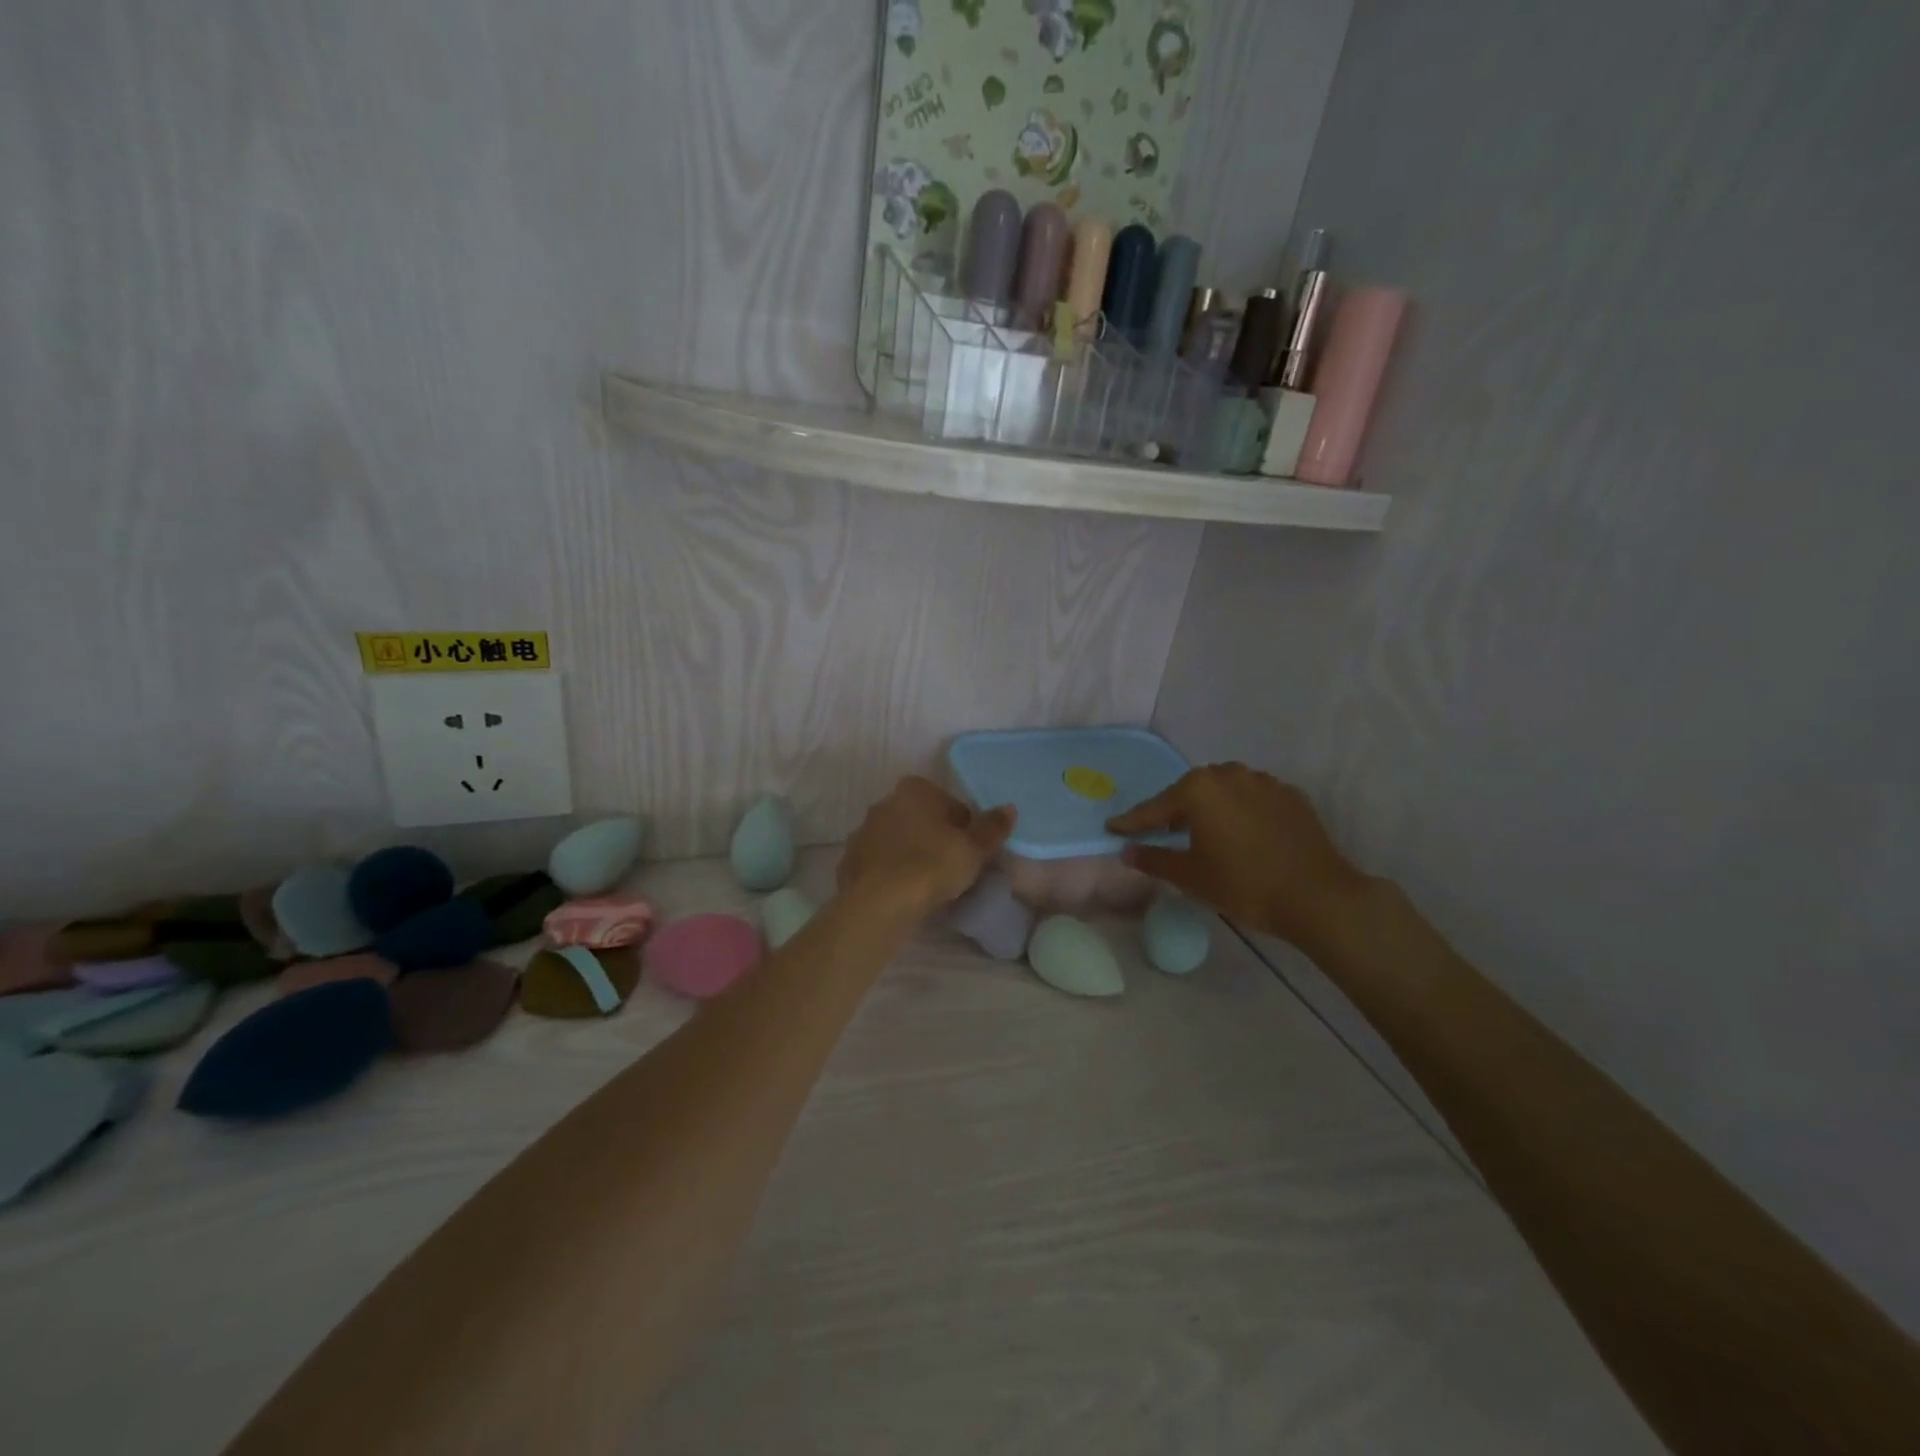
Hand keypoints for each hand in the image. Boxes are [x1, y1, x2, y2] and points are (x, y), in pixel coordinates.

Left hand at [838, 777, 1016, 920]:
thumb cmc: (932, 866)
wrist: (878, 904)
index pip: (951, 805)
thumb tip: (1009, 808)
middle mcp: (885, 802)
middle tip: (953, 871)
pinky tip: (905, 896)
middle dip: (937, 840)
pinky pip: (881, 865)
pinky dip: (893, 875)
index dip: (966, 830)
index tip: (970, 855)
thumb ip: (992, 827)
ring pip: (900, 842)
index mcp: (915, 789)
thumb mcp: (973, 849)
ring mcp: (863, 832)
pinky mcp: (850, 861)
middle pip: (923, 821)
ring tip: (930, 888)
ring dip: (913, 857)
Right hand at [1106, 763, 1370, 947]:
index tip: (1113, 828)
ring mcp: (1263, 782)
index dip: (1132, 822)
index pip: (1155, 808)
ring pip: (1223, 791)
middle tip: (1160, 832)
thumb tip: (1126, 852)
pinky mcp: (1290, 795)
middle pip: (1190, 792)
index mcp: (1198, 789)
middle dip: (1173, 811)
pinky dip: (1239, 812)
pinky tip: (1241, 834)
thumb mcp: (1190, 877)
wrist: (1318, 896)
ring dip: (1209, 808)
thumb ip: (1153, 859)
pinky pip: (1252, 798)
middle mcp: (1228, 774)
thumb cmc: (1244, 885)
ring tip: (1203, 832)